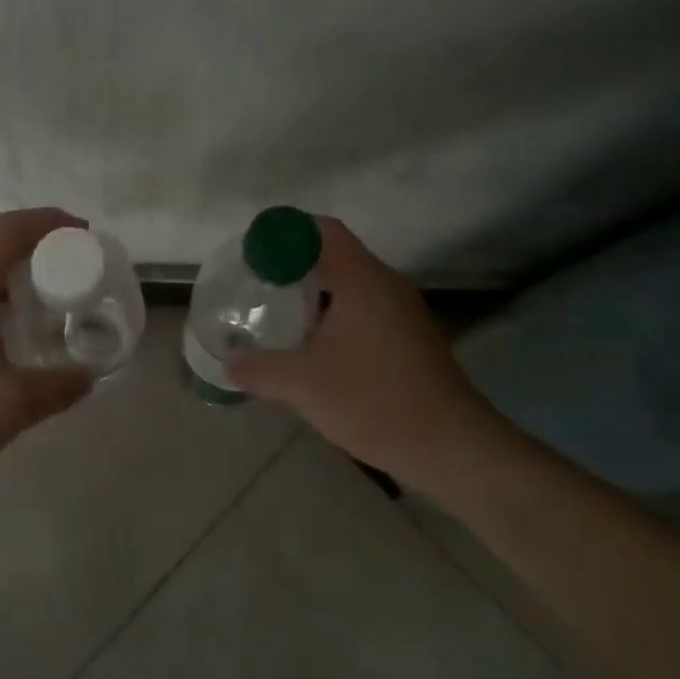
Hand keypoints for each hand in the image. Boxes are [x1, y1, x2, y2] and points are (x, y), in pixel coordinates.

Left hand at [0, 209, 93, 483]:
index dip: (52, 222)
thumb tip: (88, 377)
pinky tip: (11, 333)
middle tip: (76, 274)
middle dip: (41, 250)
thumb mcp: (11, 404)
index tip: (85, 234)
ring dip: (17, 276)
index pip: (13, 228)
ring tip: (51, 302)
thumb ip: (58, 387)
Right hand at [226, 217, 492, 479]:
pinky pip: (366, 311)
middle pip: (336, 256)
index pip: (322, 231)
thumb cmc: (373, 400)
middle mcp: (387, 285)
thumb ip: (259, 369)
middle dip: (295, 266)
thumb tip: (229, 364)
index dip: (286, 232)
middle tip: (258, 283)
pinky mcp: (412, 340)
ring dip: (316, 296)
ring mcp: (404, 313)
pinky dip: (336, 318)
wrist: (450, 448)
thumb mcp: (303, 384)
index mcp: (363, 279)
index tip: (254, 251)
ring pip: (352, 287)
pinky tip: (316, 349)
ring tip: (280, 316)